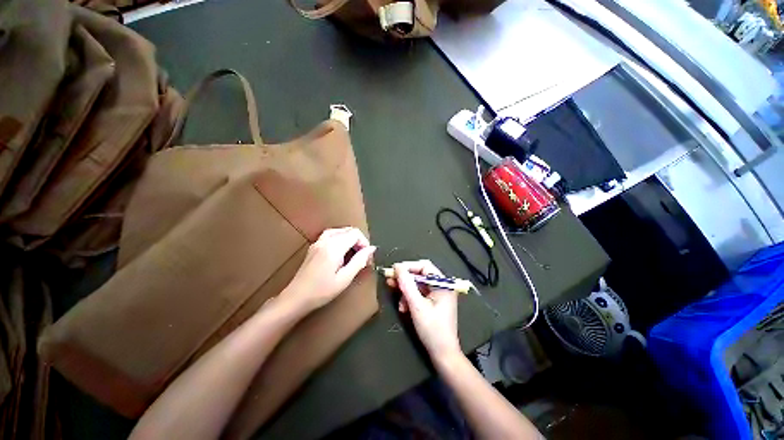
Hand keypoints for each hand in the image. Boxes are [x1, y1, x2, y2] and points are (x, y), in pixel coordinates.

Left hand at [284, 227, 375, 310]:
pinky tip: (340, 252)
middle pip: (348, 230)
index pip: (355, 234)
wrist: (296, 298)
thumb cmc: (322, 291)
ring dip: (349, 239)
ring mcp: (318, 242)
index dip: (364, 243)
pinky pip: (330, 235)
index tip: (367, 257)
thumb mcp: (345, 279)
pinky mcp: (313, 247)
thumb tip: (371, 249)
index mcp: (334, 247)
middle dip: (358, 241)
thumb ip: (359, 261)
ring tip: (353, 253)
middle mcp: (325, 240)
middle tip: (362, 256)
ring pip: (339, 231)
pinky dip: (340, 239)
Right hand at [388, 260, 460, 360]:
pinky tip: (404, 308)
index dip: (408, 266)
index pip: (424, 266)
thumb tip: (397, 267)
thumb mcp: (417, 306)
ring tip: (399, 303)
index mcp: (443, 284)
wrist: (443, 354)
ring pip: (418, 285)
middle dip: (405, 280)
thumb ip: (407, 285)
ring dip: (406, 292)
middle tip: (390, 282)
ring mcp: (438, 294)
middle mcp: (442, 286)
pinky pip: (419, 294)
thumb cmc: (432, 330)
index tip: (394, 271)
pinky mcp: (434, 302)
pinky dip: (410, 299)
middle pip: (420, 275)